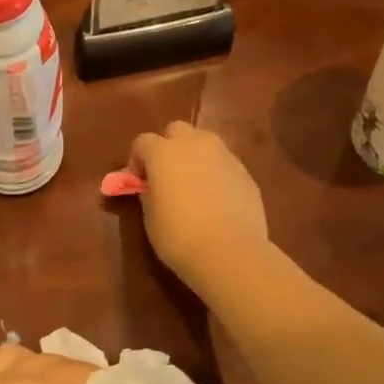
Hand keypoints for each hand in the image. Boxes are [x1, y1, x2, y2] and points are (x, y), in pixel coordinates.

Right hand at [127, 122, 268, 288]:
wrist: (229, 252)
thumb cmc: (178, 236)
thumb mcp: (150, 216)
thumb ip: (149, 193)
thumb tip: (153, 187)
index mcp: (163, 152)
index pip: (142, 141)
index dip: (137, 160)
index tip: (139, 182)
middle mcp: (194, 144)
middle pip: (176, 130)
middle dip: (169, 146)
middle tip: (167, 175)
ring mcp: (224, 155)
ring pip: (205, 142)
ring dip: (195, 155)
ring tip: (194, 184)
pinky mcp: (245, 172)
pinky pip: (224, 163)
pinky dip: (216, 172)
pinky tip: (217, 198)